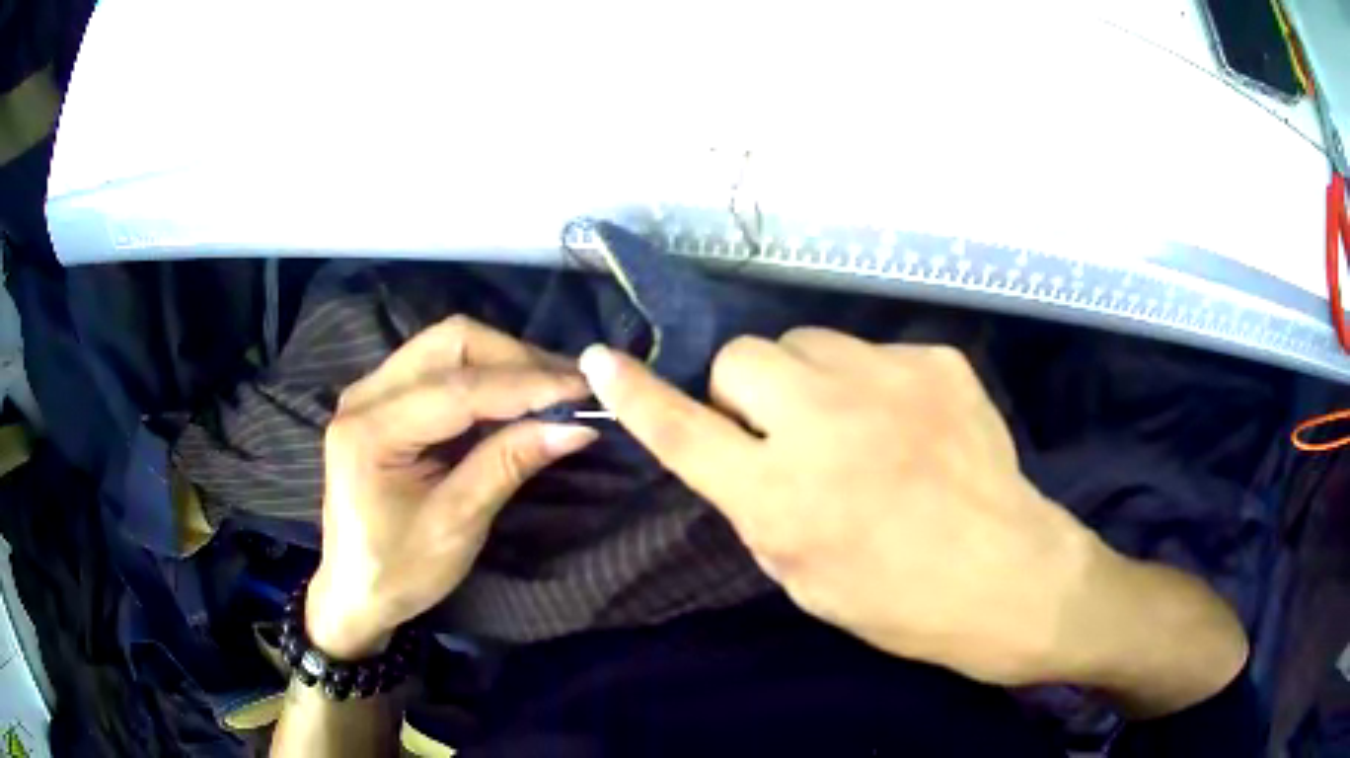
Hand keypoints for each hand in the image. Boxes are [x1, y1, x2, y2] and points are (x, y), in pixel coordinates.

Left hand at [307, 316, 597, 658]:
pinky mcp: (383, 399)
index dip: (526, 385)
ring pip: (448, 346)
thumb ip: (508, 465)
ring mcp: (371, 391)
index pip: (459, 388)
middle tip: (569, 388)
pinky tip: (516, 397)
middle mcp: (365, 394)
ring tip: (552, 389)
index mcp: (370, 431)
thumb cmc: (398, 571)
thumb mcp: (457, 525)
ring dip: (504, 361)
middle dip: (516, 358)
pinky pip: (440, 365)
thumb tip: (575, 426)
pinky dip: (485, 374)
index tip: (585, 389)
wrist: (353, 590)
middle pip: (451, 342)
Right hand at [580, 329, 1246, 712]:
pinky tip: (910, 425)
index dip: (637, 395)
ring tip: (853, 423)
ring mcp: (888, 381)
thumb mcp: (800, 574)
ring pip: (807, 341)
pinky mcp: (937, 361)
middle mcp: (825, 425)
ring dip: (808, 378)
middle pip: (743, 355)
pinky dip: (873, 383)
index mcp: (783, 498)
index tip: (604, 361)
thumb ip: (757, 503)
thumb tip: (741, 450)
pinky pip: (874, 353)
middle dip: (746, 388)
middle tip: (783, 428)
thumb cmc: (897, 600)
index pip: (683, 432)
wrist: (1006, 575)